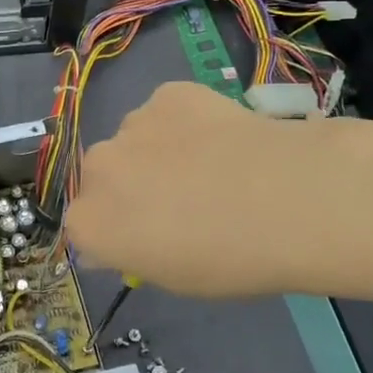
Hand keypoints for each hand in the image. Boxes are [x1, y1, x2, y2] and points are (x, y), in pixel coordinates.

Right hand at [66, 81, 304, 296]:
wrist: (287, 200)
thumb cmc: (228, 259)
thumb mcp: (173, 278)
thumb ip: (136, 252)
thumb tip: (130, 236)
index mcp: (88, 223)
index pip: (85, 226)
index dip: (118, 232)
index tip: (150, 239)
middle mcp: (97, 169)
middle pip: (104, 178)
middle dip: (130, 187)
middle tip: (180, 202)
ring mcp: (131, 124)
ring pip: (135, 141)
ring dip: (156, 152)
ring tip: (210, 167)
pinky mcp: (168, 94)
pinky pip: (166, 111)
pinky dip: (185, 122)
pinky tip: (222, 138)